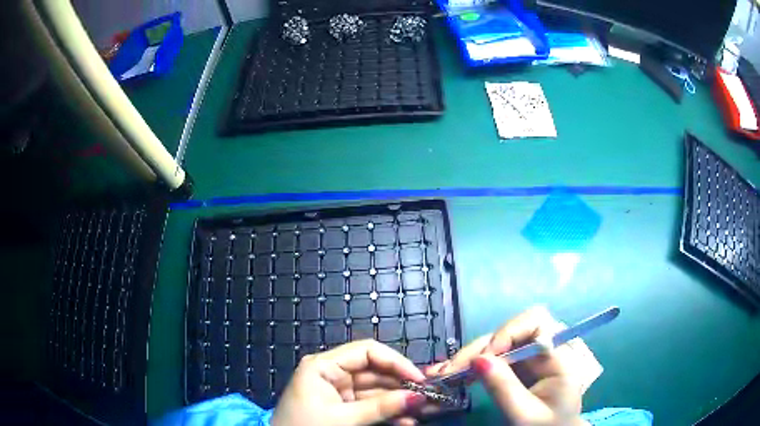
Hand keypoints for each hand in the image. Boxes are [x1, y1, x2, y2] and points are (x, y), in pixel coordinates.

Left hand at [271, 339, 427, 425]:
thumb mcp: (343, 419)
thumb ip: (381, 407)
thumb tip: (418, 396)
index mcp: (324, 366)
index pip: (366, 352)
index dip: (396, 362)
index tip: (419, 379)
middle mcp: (332, 373)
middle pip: (375, 372)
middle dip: (402, 385)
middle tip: (428, 396)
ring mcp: (338, 391)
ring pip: (376, 390)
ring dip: (399, 401)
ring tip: (423, 411)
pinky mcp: (342, 407)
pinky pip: (370, 405)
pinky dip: (388, 413)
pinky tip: (407, 421)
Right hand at [425, 307, 588, 425]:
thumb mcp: (525, 414)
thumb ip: (504, 388)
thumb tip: (477, 359)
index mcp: (560, 357)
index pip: (537, 323)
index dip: (510, 331)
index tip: (486, 355)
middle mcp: (546, 348)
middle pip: (512, 330)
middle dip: (481, 347)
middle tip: (452, 370)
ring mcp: (532, 355)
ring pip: (499, 341)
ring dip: (472, 355)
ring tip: (445, 373)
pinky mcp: (520, 364)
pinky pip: (495, 355)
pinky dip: (475, 363)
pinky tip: (456, 373)